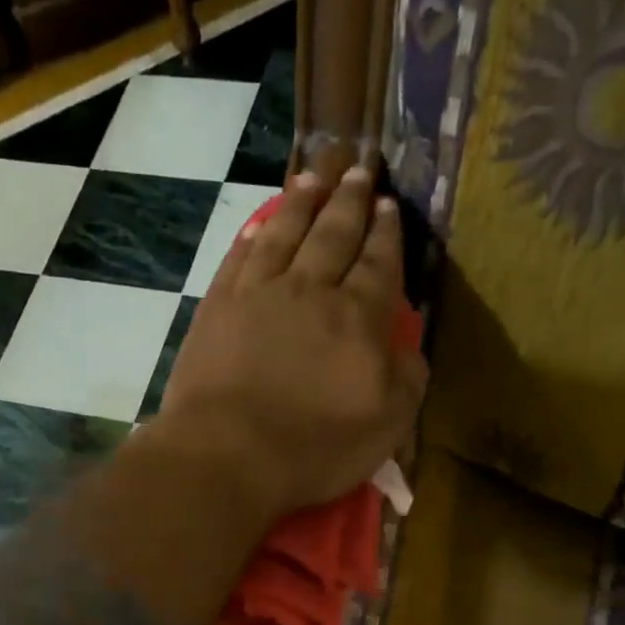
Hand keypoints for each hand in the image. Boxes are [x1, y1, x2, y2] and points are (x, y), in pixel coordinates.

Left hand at [154, 167, 427, 519]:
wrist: (227, 454)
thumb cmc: (313, 449)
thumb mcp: (386, 425)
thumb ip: (406, 378)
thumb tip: (407, 345)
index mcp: (359, 318)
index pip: (379, 263)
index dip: (386, 233)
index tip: (388, 205)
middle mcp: (310, 290)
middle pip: (334, 234)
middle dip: (349, 201)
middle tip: (358, 169)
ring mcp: (258, 294)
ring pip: (284, 233)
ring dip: (301, 203)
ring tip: (312, 177)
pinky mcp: (216, 308)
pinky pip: (239, 258)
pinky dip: (252, 236)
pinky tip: (258, 225)